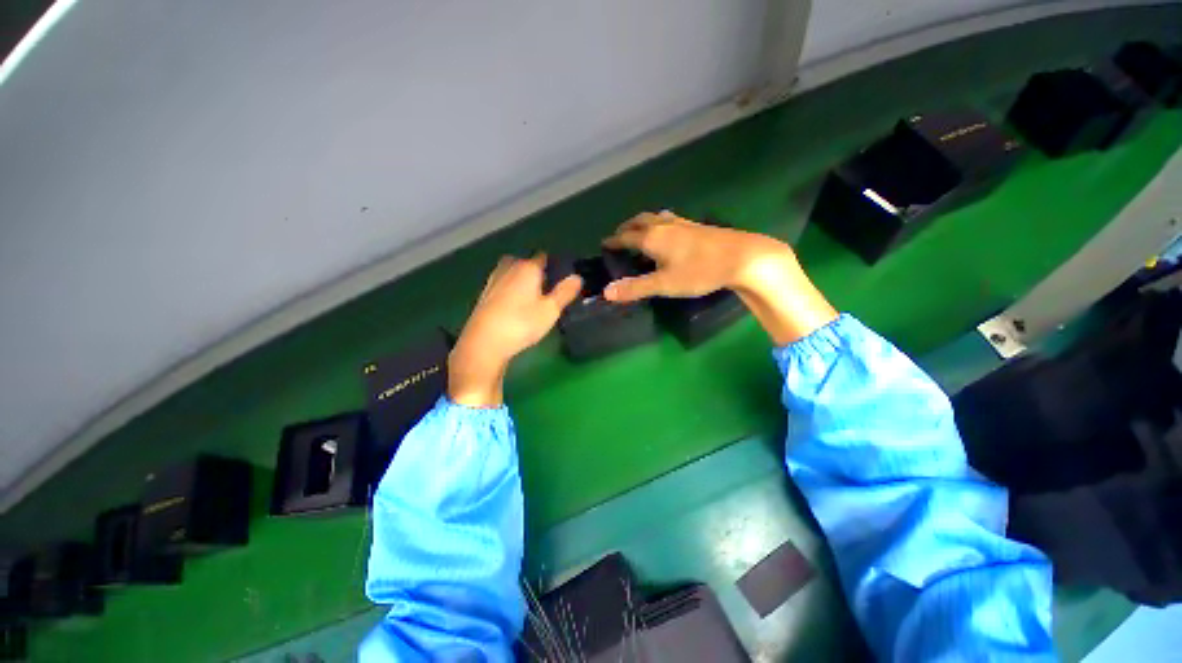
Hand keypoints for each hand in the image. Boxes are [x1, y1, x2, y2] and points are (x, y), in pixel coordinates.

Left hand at [449, 255, 582, 406]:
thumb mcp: (550, 310)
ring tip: (530, 295)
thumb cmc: (522, 323)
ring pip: (511, 272)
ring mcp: (494, 280)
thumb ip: (565, 292)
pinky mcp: (484, 294)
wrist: (484, 342)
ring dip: (520, 279)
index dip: (552, 264)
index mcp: (528, 268)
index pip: (542, 257)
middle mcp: (509, 268)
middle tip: (546, 287)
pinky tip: (513, 304)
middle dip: (534, 270)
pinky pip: (501, 284)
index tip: (560, 276)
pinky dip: (509, 288)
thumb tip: (578, 277)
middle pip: (524, 263)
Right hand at [602, 211, 837, 344]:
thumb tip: (606, 292)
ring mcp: (682, 223)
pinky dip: (659, 224)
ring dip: (643, 223)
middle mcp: (665, 225)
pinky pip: (670, 220)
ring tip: (640, 231)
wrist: (742, 257)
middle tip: (620, 235)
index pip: (626, 236)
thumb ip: (635, 288)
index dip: (614, 241)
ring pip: (656, 218)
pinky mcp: (697, 226)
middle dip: (627, 227)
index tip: (604, 244)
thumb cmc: (699, 271)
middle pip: (640, 221)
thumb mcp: (664, 284)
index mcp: (653, 237)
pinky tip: (669, 233)